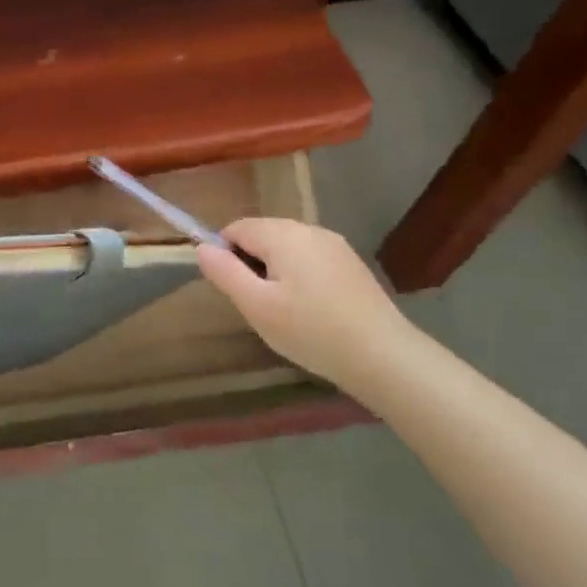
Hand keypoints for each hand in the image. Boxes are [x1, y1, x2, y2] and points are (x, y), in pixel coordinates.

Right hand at [196, 218, 407, 387]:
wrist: (385, 357)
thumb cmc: (311, 331)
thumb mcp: (256, 305)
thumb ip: (224, 272)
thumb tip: (202, 247)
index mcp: (282, 233)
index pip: (235, 229)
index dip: (226, 257)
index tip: (236, 292)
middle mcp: (309, 229)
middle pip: (262, 235)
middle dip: (252, 265)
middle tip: (260, 307)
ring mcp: (335, 245)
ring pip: (287, 249)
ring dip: (276, 273)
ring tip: (286, 313)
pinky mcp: (352, 264)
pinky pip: (310, 260)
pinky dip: (301, 279)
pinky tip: (313, 312)